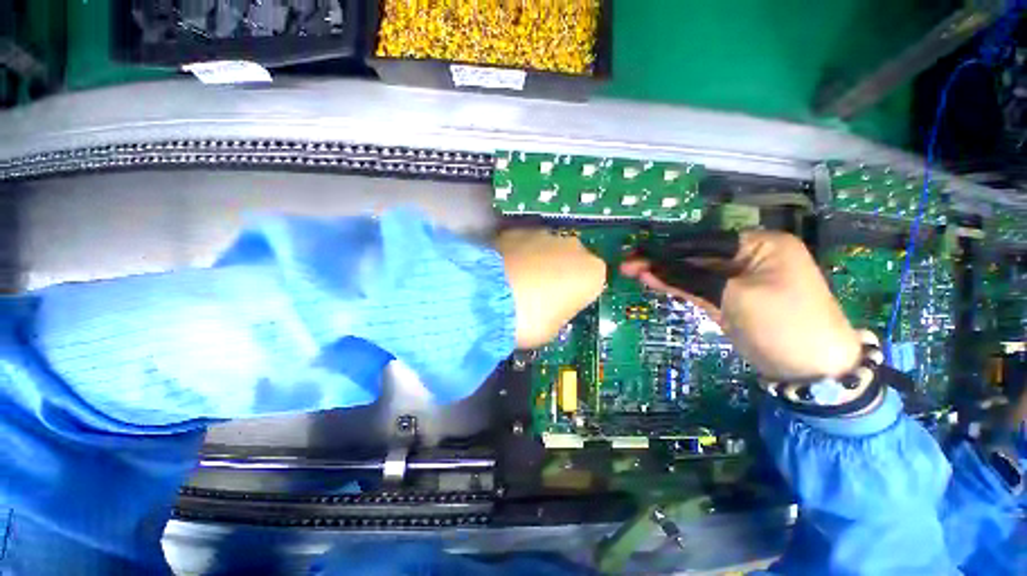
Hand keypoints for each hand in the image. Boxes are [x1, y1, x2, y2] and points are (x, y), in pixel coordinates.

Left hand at [496, 229, 605, 348]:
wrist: (491, 298)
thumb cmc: (532, 320)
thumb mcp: (555, 326)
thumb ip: (560, 310)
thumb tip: (551, 306)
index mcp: (592, 273)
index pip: (591, 283)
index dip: (575, 295)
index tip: (561, 305)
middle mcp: (574, 247)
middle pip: (570, 260)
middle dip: (558, 273)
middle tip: (539, 293)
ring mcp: (544, 234)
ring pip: (547, 249)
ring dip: (538, 261)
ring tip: (517, 281)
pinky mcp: (517, 230)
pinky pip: (524, 244)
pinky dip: (518, 254)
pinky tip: (503, 270)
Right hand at [622, 231, 860, 380]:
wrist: (811, 370)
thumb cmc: (783, 323)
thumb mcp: (735, 296)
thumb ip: (690, 279)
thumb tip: (650, 269)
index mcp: (760, 244)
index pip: (703, 242)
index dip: (667, 249)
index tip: (638, 253)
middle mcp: (748, 257)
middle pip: (696, 257)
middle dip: (661, 261)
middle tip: (628, 264)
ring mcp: (737, 280)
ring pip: (693, 273)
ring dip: (664, 273)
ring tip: (633, 271)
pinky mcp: (729, 299)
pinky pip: (698, 288)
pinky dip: (676, 286)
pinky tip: (653, 281)